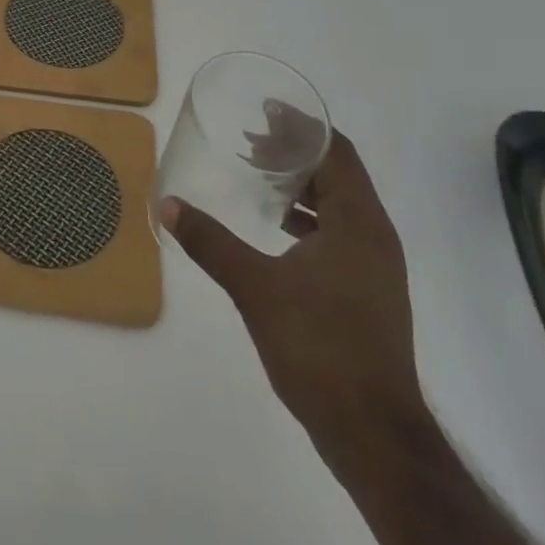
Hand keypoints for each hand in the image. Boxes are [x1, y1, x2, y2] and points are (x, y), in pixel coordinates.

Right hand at [161, 128, 421, 435]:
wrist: (374, 435)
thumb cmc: (319, 347)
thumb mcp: (255, 288)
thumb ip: (211, 243)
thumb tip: (168, 205)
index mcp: (358, 222)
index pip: (336, 150)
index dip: (302, 125)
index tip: (265, 109)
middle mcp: (375, 236)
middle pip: (339, 172)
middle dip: (296, 151)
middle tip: (251, 141)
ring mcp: (376, 267)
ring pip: (341, 204)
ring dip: (303, 184)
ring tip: (260, 177)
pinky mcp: (370, 292)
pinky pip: (342, 232)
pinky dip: (311, 216)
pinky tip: (279, 229)